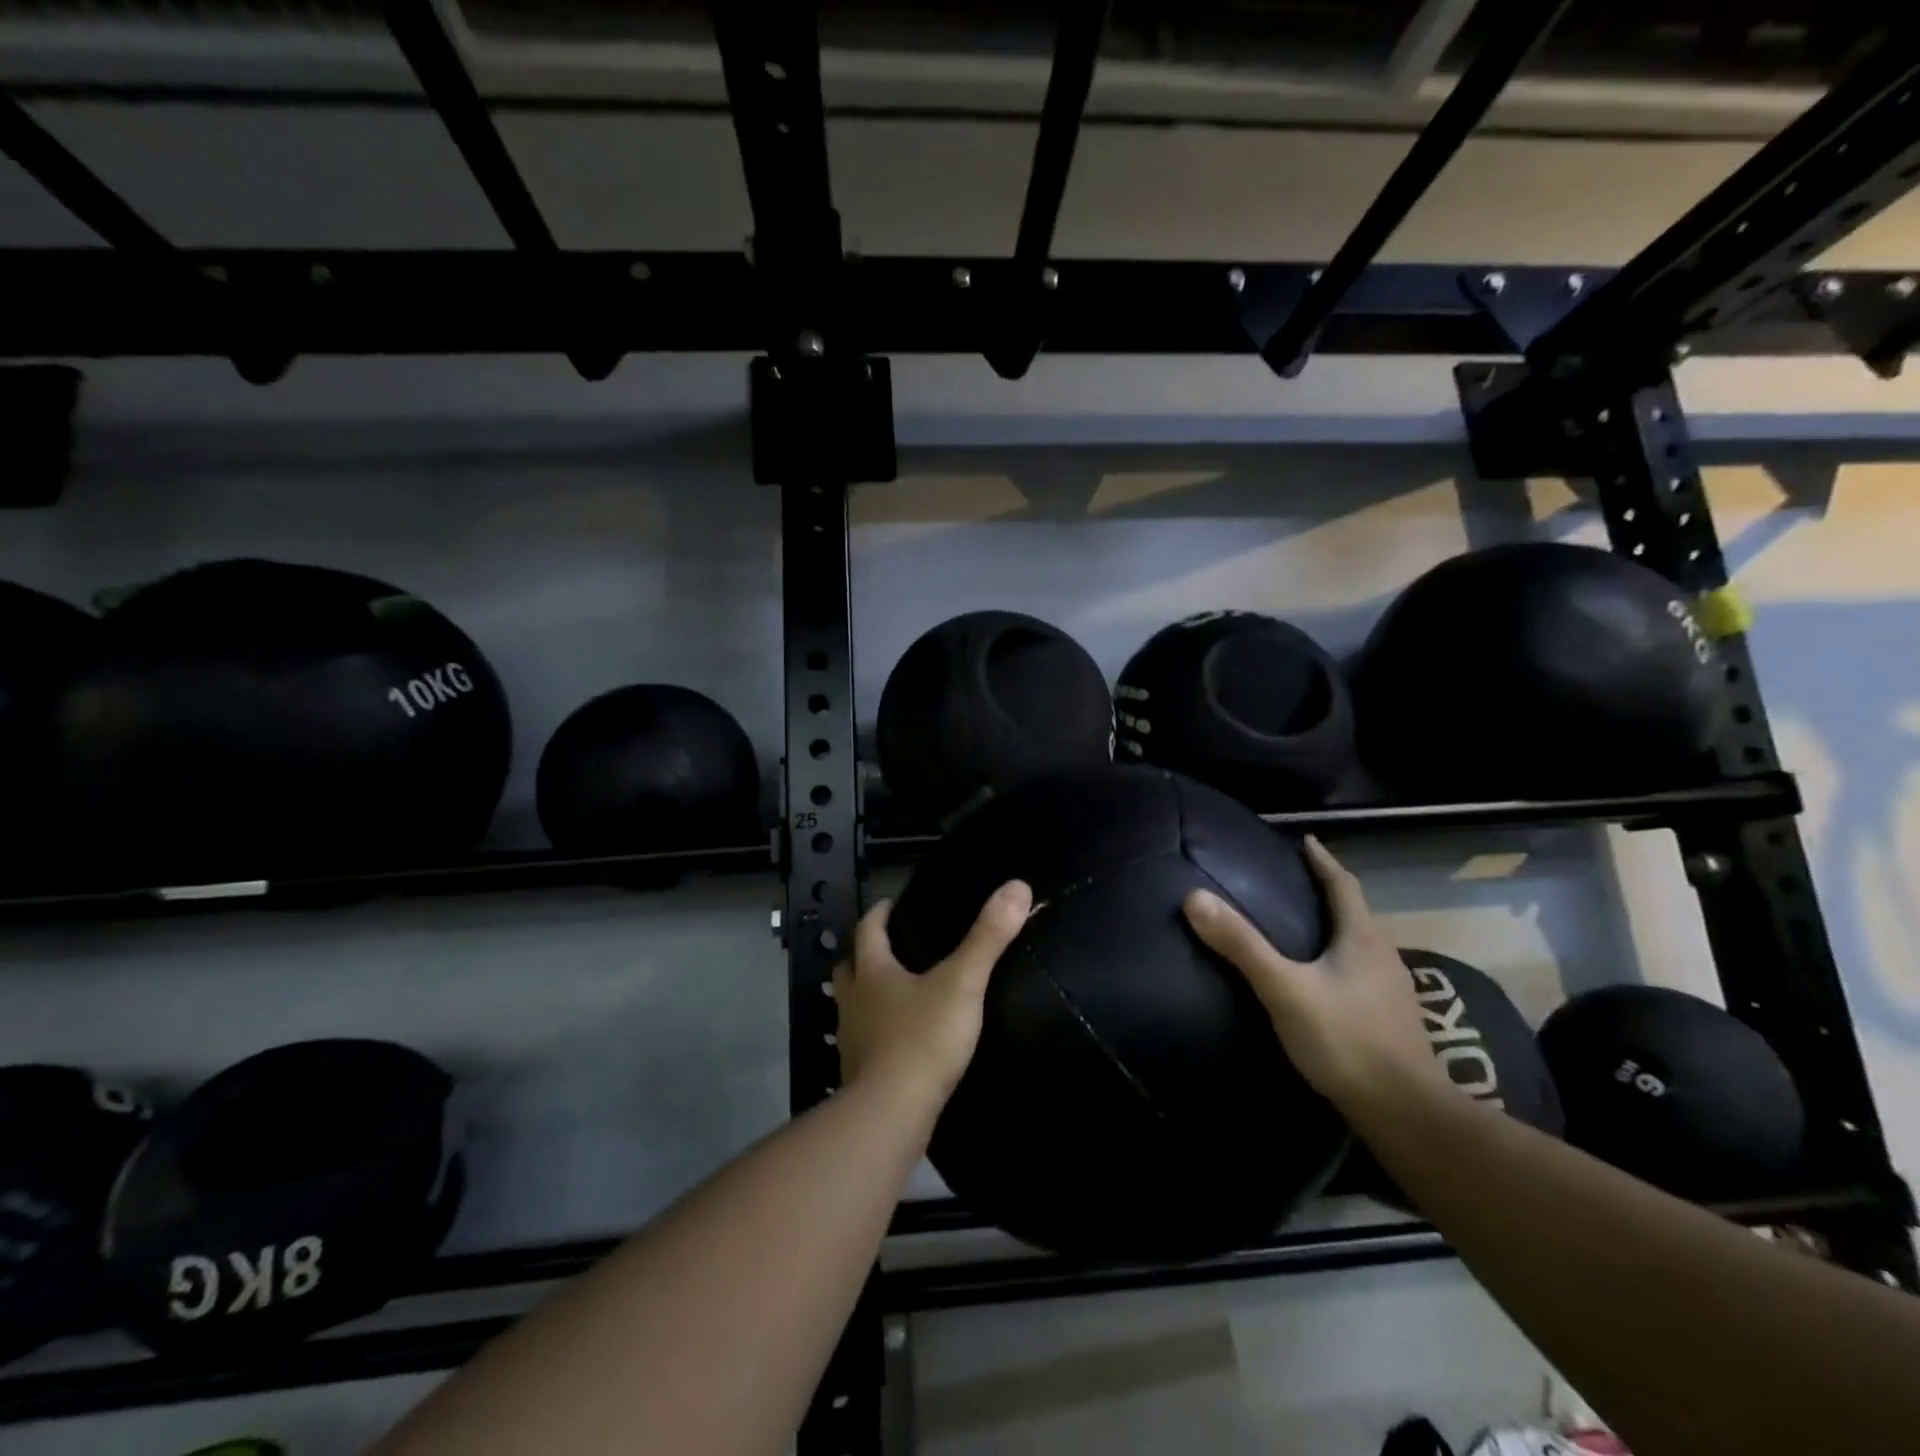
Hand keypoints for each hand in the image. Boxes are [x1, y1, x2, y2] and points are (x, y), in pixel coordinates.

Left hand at [833, 880, 1032, 1108]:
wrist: (891, 1114)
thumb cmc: (923, 1039)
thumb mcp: (962, 983)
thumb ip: (988, 937)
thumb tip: (1017, 887)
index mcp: (873, 972)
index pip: (868, 931)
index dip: (879, 914)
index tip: (891, 905)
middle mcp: (854, 1001)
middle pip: (850, 968)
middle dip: (865, 955)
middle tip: (890, 949)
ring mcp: (852, 1040)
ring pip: (852, 1006)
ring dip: (867, 996)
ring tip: (896, 995)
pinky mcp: (858, 1075)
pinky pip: (864, 1041)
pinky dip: (877, 1033)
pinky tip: (900, 1041)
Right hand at [1182, 836, 1446, 1119]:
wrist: (1406, 1114)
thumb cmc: (1346, 1040)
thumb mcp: (1284, 989)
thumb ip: (1241, 945)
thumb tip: (1194, 897)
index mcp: (1362, 939)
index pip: (1343, 885)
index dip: (1323, 861)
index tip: (1305, 840)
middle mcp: (1382, 957)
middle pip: (1354, 913)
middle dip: (1327, 893)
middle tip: (1291, 880)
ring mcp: (1391, 992)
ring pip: (1358, 945)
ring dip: (1333, 928)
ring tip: (1299, 926)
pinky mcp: (1389, 1021)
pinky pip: (1358, 974)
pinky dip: (1336, 961)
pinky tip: (1318, 980)